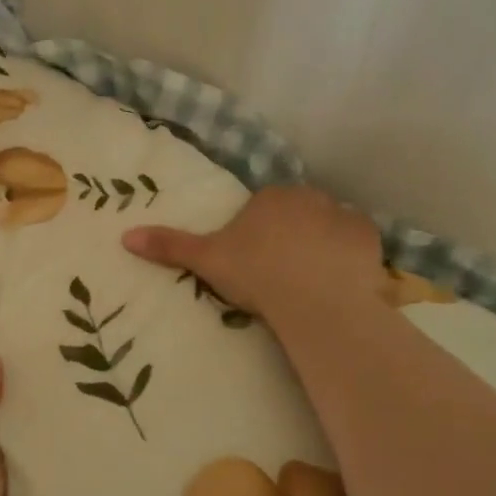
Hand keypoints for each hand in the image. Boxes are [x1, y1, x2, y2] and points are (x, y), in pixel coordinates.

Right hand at [122, 185, 384, 318]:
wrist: (314, 299)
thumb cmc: (256, 273)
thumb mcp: (207, 260)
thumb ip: (170, 246)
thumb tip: (125, 236)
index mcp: (269, 197)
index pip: (262, 209)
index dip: (257, 236)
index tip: (253, 264)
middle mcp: (309, 197)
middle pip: (297, 216)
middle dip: (290, 238)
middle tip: (279, 276)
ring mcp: (343, 215)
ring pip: (327, 229)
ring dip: (320, 248)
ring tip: (310, 285)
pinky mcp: (369, 239)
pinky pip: (355, 245)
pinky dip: (348, 260)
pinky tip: (338, 284)